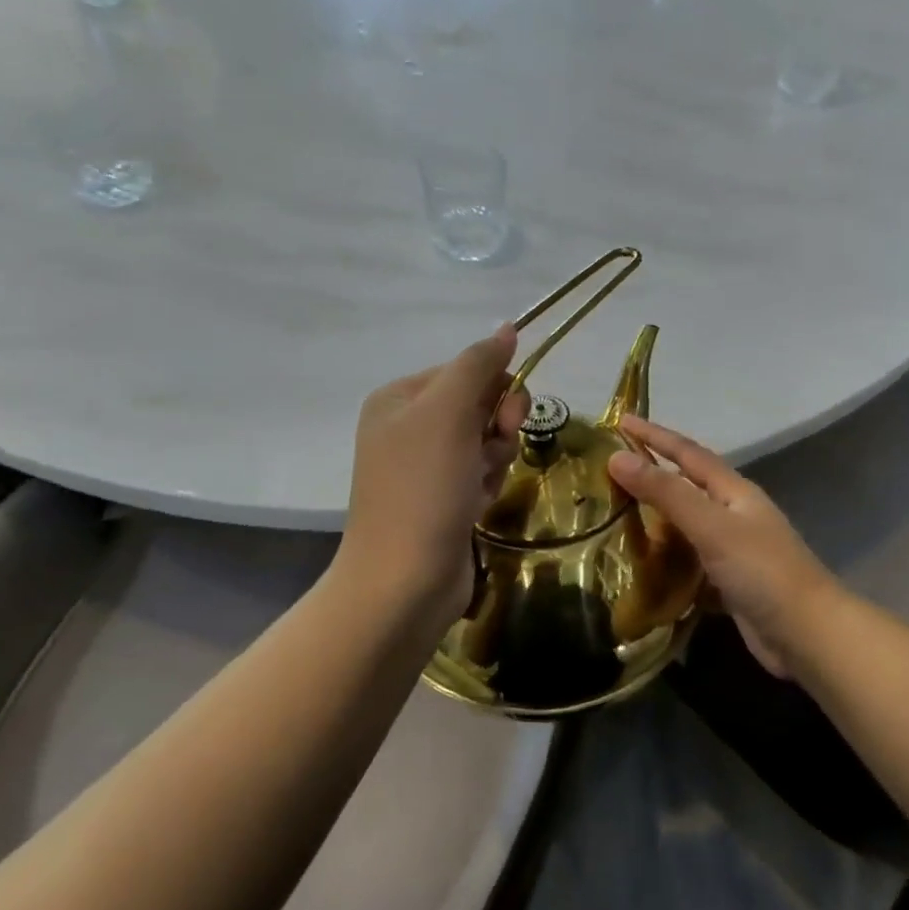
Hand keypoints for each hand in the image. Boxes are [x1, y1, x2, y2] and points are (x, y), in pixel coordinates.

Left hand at [339, 325, 530, 623]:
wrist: (404, 582)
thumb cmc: (423, 488)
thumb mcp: (448, 413)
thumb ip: (479, 364)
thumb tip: (508, 327)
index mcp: (400, 398)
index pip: (466, 370)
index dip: (495, 390)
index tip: (505, 418)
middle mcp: (409, 426)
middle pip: (480, 404)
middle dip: (497, 427)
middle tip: (491, 452)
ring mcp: (425, 465)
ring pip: (487, 439)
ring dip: (495, 458)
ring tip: (479, 486)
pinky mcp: (443, 497)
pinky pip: (481, 471)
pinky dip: (487, 484)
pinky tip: (476, 506)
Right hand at [608, 416, 839, 677]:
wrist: (808, 635)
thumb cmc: (762, 570)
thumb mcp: (711, 525)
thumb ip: (666, 493)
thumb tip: (617, 457)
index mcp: (733, 491)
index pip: (687, 453)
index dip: (654, 436)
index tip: (621, 420)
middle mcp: (733, 514)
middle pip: (686, 487)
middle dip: (652, 476)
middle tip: (609, 471)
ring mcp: (732, 550)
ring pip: (685, 526)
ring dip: (655, 521)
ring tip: (614, 518)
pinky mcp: (728, 583)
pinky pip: (688, 563)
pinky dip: (665, 561)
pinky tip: (641, 567)